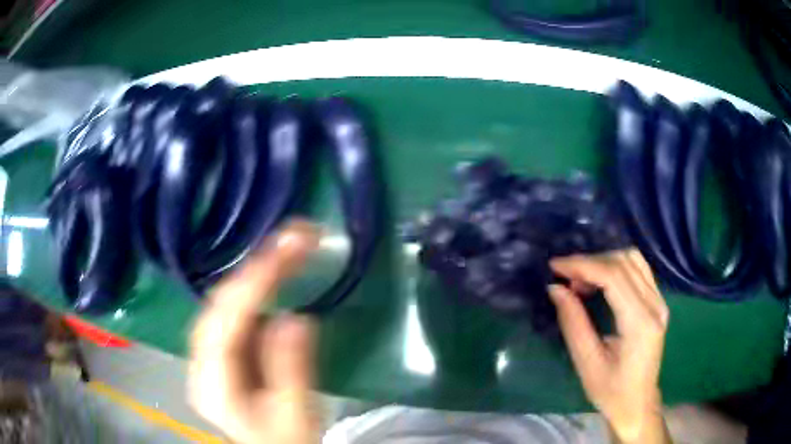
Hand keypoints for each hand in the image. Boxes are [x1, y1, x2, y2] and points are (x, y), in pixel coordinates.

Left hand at [188, 220, 320, 443]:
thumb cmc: (283, 438)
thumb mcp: (295, 413)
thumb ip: (290, 369)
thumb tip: (295, 317)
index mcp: (213, 383)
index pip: (225, 321)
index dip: (254, 282)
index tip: (287, 248)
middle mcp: (200, 362)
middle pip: (219, 304)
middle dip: (255, 268)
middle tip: (293, 238)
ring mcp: (207, 354)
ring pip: (224, 303)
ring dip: (253, 273)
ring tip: (286, 249)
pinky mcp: (220, 351)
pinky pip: (232, 312)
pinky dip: (253, 290)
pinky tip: (271, 277)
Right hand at [548, 249, 670, 443]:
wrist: (637, 404)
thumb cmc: (611, 392)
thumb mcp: (586, 363)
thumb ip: (573, 323)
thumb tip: (556, 288)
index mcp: (640, 323)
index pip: (613, 276)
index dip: (583, 265)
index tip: (555, 266)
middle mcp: (655, 305)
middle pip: (624, 262)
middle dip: (590, 262)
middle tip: (566, 278)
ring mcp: (660, 301)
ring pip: (633, 260)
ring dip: (604, 262)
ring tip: (582, 280)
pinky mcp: (658, 302)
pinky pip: (638, 269)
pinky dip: (616, 267)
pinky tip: (601, 281)